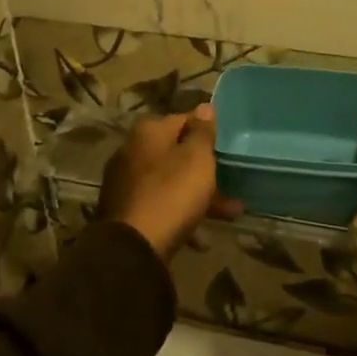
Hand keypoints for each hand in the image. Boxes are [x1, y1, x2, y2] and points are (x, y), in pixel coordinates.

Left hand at [98, 106, 243, 258]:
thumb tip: (204, 107)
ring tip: (229, 215)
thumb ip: (202, 132)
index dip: (207, 131)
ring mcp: (126, 183)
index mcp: (148, 132)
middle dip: (205, 170)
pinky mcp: (125, 212)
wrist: (132, 248)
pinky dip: (180, 216)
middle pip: (176, 154)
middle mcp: (132, 151)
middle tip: (231, 183)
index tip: (226, 146)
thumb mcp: (197, 158)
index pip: (184, 119)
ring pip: (171, 183)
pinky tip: (200, 239)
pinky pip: (160, 206)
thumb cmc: (172, 193)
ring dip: (198, 196)